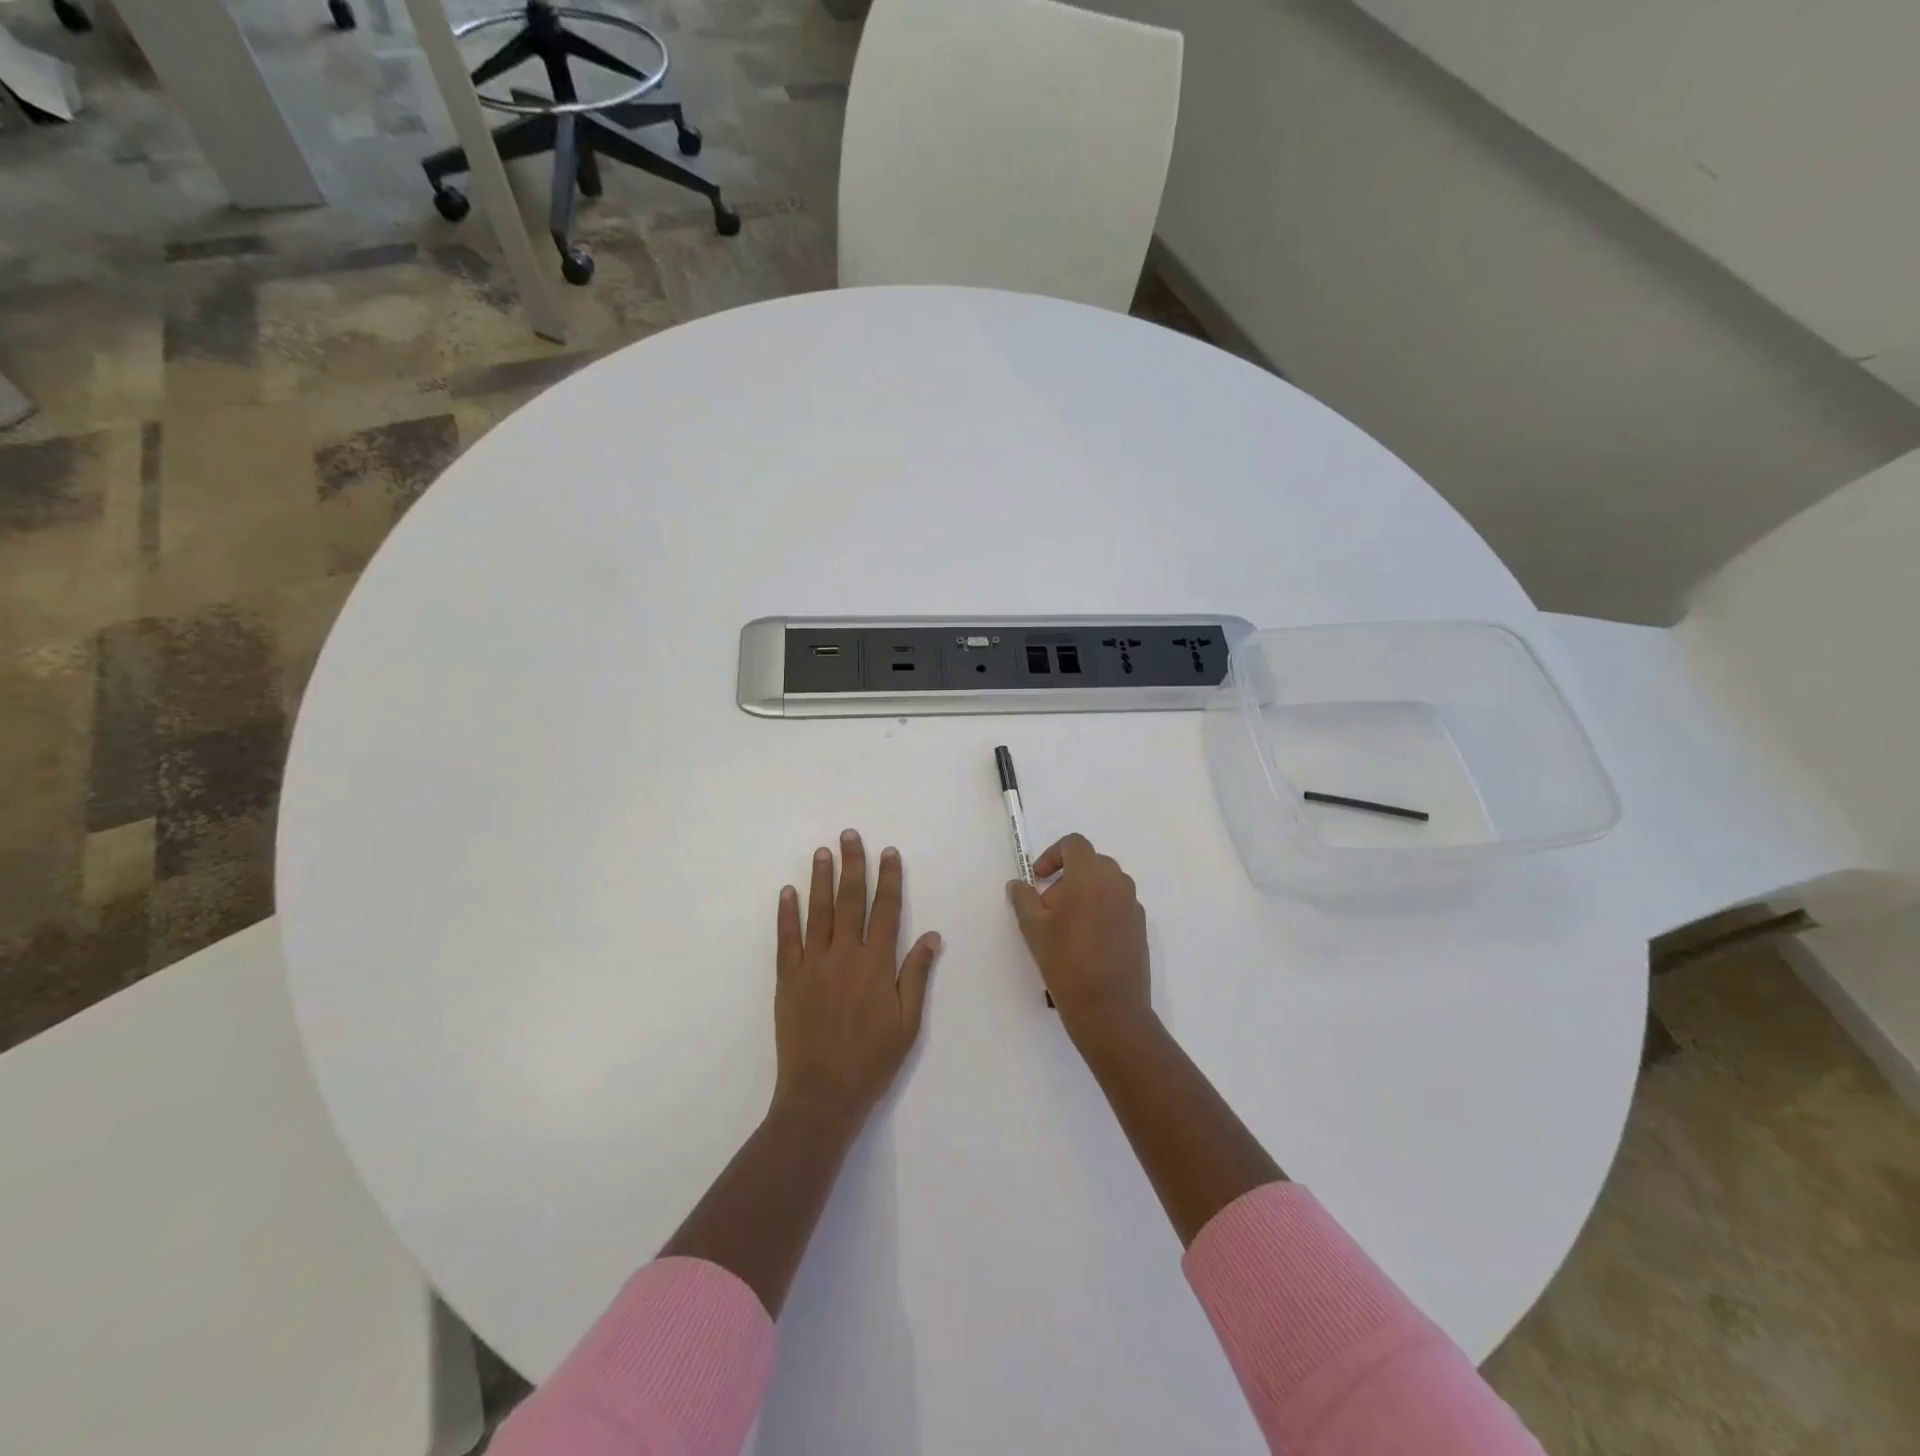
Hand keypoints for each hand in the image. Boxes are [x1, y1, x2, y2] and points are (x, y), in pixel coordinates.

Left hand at [774, 830, 942, 1127]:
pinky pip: (786, 939)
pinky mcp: (788, 979)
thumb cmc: (872, 1060)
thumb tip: (932, 936)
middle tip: (850, 835)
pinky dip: (786, 913)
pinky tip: (787, 891)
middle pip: (851, 900)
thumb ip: (916, 975)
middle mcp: (845, 955)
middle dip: (852, 865)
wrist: (822, 1094)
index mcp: (877, 964)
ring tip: (822, 851)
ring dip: (821, 878)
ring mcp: (812, 964)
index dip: (889, 879)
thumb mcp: (908, 1023)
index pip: (886, 910)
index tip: (888, 852)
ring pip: (818, 911)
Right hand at [1007, 833, 1151, 1040]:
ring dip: (1084, 894)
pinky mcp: (1140, 928)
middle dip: (1067, 877)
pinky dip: (1100, 911)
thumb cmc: (1066, 962)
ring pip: (1105, 885)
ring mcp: (1133, 906)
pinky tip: (1086, 943)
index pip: (1074, 844)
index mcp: (1091, 875)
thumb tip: (1018, 884)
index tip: (1037, 879)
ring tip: (1065, 928)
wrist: (1109, 1009)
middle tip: (1047, 907)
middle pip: (1091, 863)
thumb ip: (1023, 898)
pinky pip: (1117, 906)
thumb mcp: (1033, 928)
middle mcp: (1117, 883)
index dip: (1052, 855)